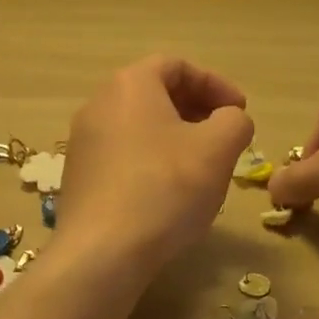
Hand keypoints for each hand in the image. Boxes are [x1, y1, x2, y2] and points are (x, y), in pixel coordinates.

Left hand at [57, 56, 254, 268]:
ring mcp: (83, 142)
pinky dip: (151, 161)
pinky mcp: (78, 177)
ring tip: (201, 166)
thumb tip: (230, 120)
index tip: (240, 110)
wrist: (103, 253)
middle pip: (154, 94)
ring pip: (138, 126)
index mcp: (130, 85)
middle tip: (224, 135)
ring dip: (174, 137)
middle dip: (196, 110)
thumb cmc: (166, 188)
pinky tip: (169, 193)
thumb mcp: (218, 148)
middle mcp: (98, 104)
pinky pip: (122, 155)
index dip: (215, 83)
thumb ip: (235, 121)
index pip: (177, 66)